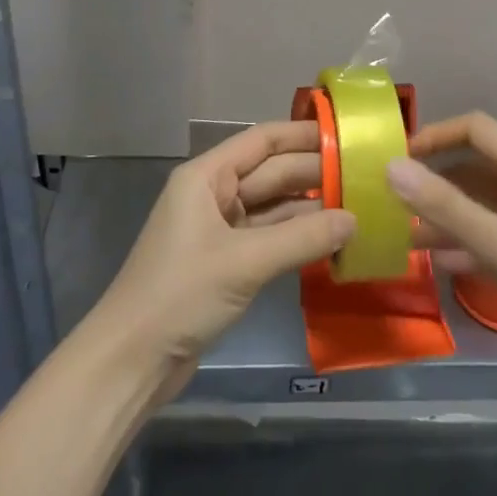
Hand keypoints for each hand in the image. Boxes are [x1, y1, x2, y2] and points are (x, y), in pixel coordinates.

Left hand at [89, 120, 354, 396]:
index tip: (345, 134)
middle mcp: (213, 194)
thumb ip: (302, 238)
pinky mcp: (226, 262)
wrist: (132, 360)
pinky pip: (269, 238)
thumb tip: (355, 219)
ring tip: (358, 204)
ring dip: (310, 208)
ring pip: (273, 207)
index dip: (302, 135)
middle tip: (365, 175)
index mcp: (207, 176)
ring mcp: (220, 229)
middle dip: (314, 173)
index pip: (262, 140)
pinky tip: (331, 240)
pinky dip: (297, 238)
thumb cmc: (181, 293)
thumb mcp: (244, 262)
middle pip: (271, 173)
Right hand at [387, 112, 496, 361]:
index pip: (474, 128)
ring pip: (484, 205)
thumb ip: (448, 207)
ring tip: (405, 237)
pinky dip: (468, 242)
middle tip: (392, 203)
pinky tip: (442, 265)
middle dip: (433, 180)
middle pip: (475, 166)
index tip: (397, 159)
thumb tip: (391, 166)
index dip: (434, 134)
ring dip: (447, 215)